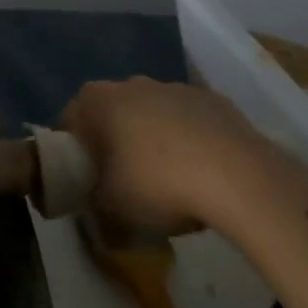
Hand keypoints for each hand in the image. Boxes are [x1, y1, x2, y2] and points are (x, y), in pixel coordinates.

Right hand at [61, 77, 282, 234]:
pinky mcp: (212, 100)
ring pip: (153, 116)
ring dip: (154, 142)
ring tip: (171, 183)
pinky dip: (191, 143)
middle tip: (126, 185)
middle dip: (115, 145)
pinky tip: (203, 175)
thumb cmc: (156, 183)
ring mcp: (174, 87)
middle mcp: (129, 84)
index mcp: (95, 100)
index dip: (74, 156)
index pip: (69, 125)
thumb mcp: (112, 211)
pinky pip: (190, 122)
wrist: (238, 177)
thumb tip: (98, 223)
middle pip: (111, 116)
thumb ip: (94, 213)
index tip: (86, 184)